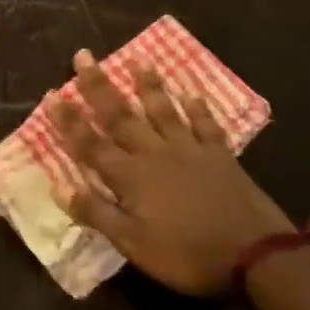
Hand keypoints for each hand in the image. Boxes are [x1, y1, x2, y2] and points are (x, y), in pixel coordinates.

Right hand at [46, 51, 291, 295]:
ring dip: (148, 86)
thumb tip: (58, 187)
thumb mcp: (134, 244)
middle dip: (99, 86)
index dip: (69, 120)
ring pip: (163, 111)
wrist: (257, 254)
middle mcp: (155, 153)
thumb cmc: (188, 254)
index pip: (91, 144)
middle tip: (84, 56)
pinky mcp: (220, 156)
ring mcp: (190, 150)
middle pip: (121, 116)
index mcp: (131, 176)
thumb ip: (97, 213)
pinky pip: (206, 125)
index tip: (52, 93)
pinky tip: (192, 93)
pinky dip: (198, 108)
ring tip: (138, 60)